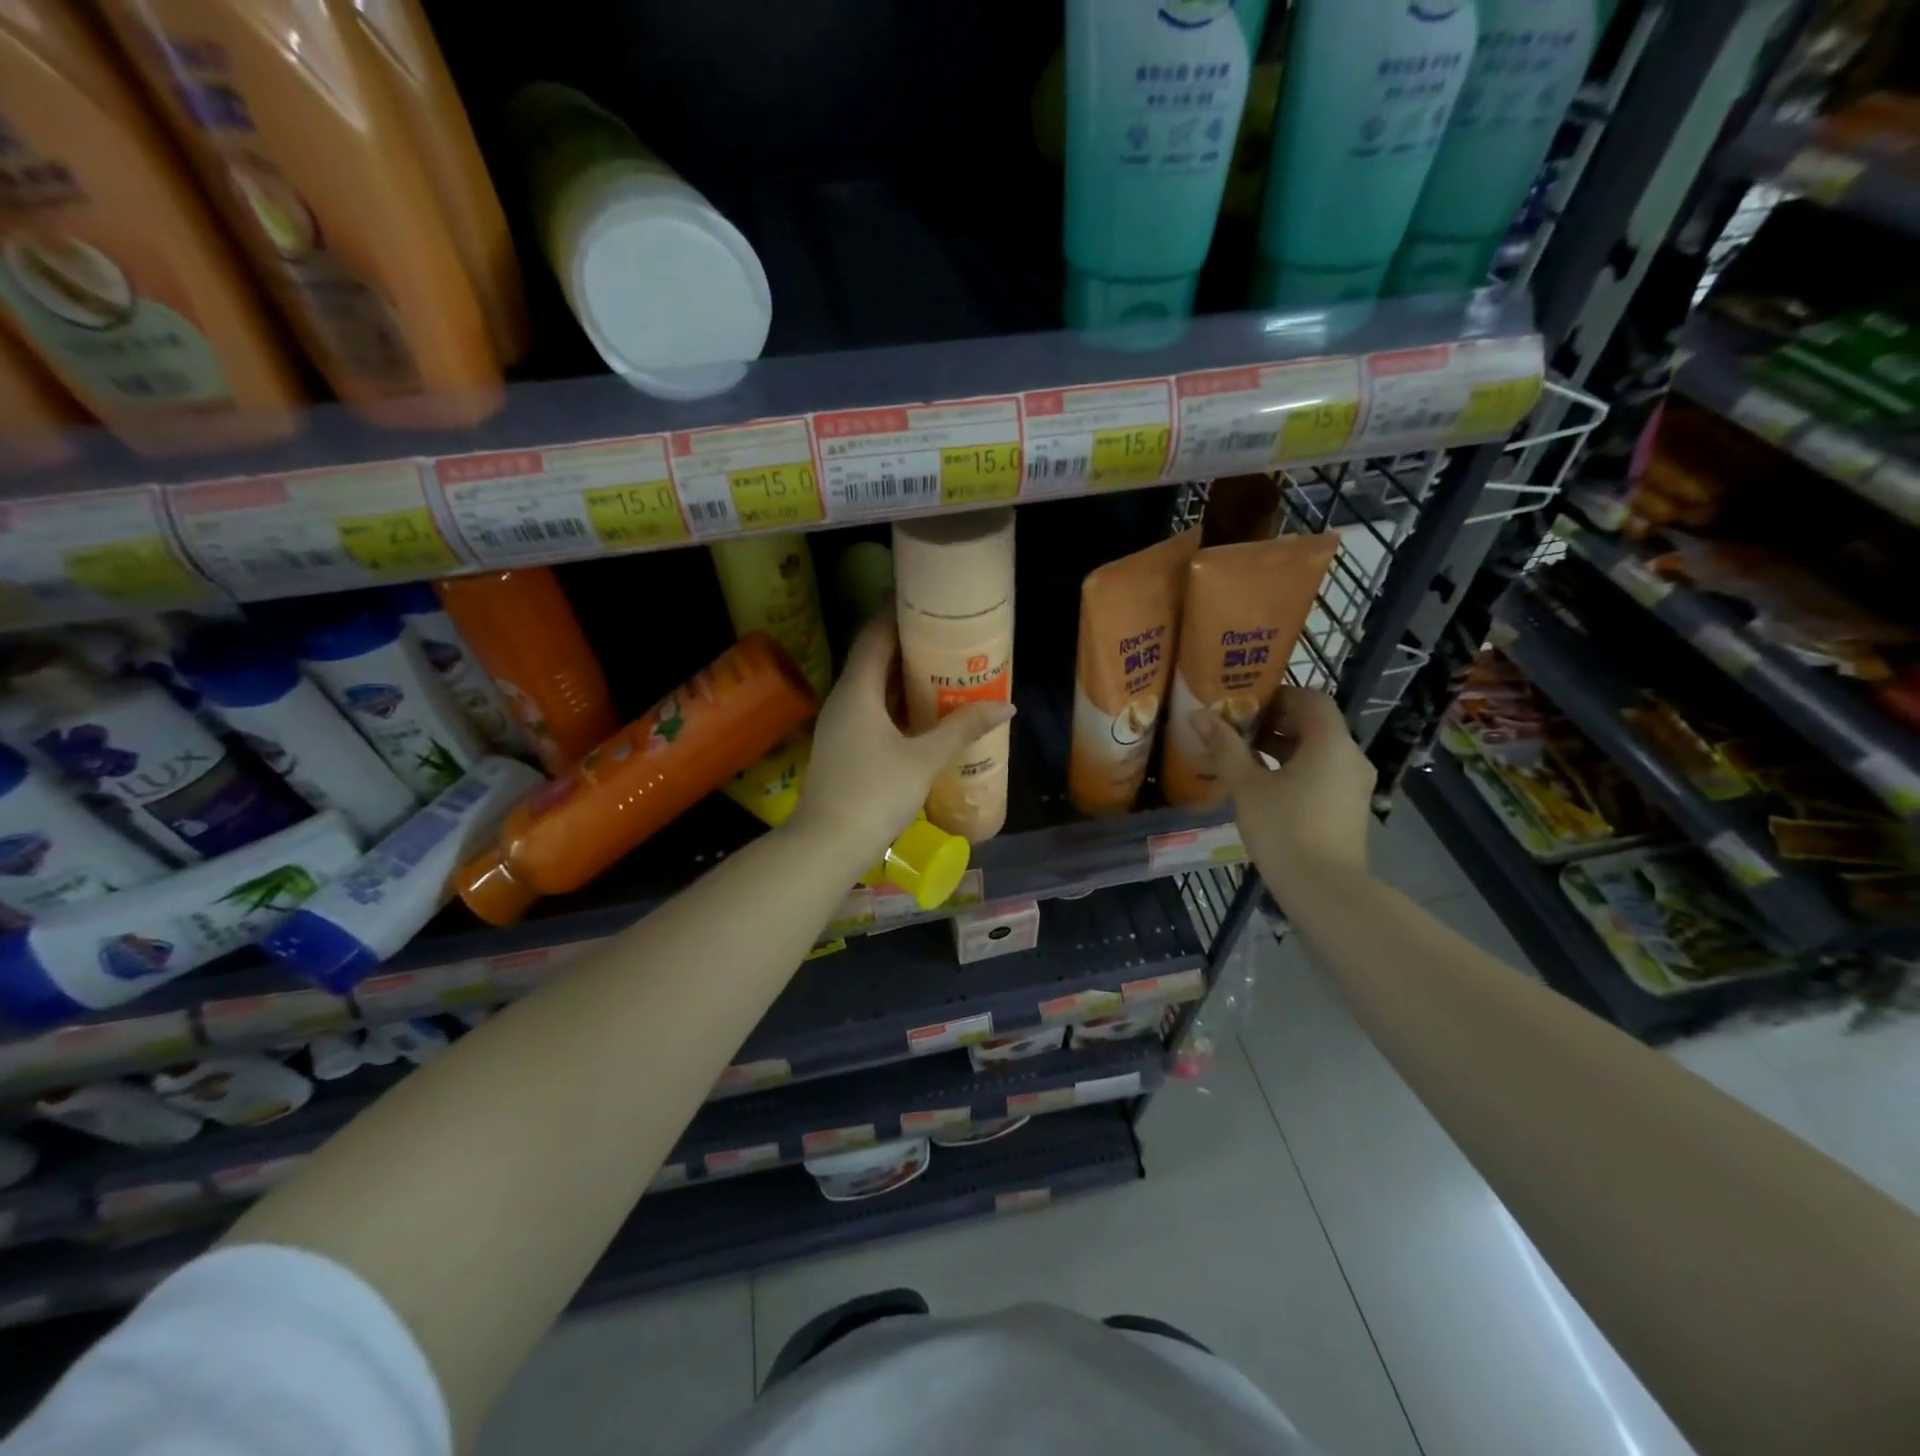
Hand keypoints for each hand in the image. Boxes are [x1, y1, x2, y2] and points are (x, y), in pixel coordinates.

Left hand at [792, 610, 1015, 861]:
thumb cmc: (874, 794)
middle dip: (909, 644)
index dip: (898, 613)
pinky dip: (897, 703)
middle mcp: (844, 699)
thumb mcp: (924, 759)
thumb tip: (1005, 706)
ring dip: (904, 676)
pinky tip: (924, 712)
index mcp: (857, 690)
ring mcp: (841, 724)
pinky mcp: (844, 746)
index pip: (875, 635)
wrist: (827, 845)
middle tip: (948, 634)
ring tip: (943, 667)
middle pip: (875, 658)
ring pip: (874, 687)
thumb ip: (962, 729)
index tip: (927, 600)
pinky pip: (872, 710)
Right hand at [1193, 686, 1373, 880]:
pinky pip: (1323, 774)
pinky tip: (1264, 786)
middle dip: (1275, 722)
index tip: (1246, 703)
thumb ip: (1225, 748)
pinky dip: (1296, 769)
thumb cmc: (1284, 829)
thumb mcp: (1247, 786)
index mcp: (1330, 742)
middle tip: (1237, 728)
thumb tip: (1199, 715)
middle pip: (1315, 724)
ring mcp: (1355, 785)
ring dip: (1283, 748)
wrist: (1324, 889)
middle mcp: (1350, 757)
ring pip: (1318, 752)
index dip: (1279, 695)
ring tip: (1243, 757)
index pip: (1311, 698)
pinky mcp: (1350, 808)